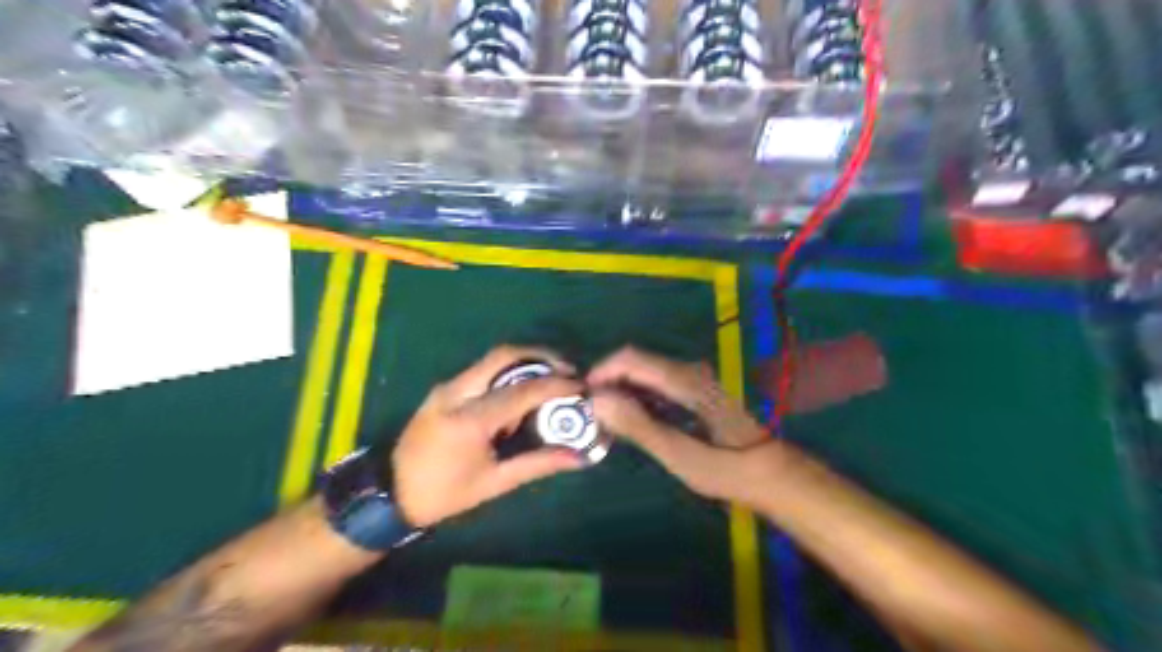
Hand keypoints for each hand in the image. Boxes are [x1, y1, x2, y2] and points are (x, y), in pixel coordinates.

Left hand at [395, 345, 586, 522]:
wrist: (391, 492)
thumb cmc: (444, 494)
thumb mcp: (494, 483)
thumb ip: (538, 464)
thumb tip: (578, 456)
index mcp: (468, 420)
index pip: (521, 391)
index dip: (555, 385)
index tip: (581, 385)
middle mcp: (456, 393)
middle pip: (504, 355)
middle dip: (541, 356)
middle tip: (567, 370)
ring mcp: (447, 387)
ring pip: (493, 359)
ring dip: (526, 362)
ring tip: (552, 378)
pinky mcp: (444, 388)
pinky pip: (483, 370)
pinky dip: (509, 372)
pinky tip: (523, 391)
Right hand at [592, 345, 779, 503]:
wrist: (770, 473)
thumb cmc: (727, 469)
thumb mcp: (680, 455)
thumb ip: (639, 426)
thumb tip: (597, 400)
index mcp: (685, 380)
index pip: (631, 358)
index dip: (601, 373)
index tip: (581, 400)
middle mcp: (688, 371)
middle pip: (635, 363)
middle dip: (608, 384)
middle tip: (590, 416)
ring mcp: (693, 379)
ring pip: (644, 373)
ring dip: (621, 392)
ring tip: (605, 422)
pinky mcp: (694, 391)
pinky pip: (656, 384)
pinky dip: (637, 398)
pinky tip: (632, 422)